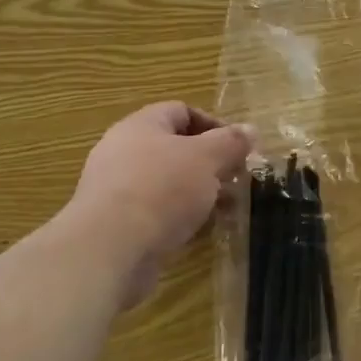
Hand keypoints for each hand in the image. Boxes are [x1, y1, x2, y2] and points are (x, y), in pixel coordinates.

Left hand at [68, 102, 252, 306]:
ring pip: (167, 182)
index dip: (214, 125)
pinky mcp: (116, 224)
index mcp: (141, 126)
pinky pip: (155, 211)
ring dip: (198, 193)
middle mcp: (124, 151)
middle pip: (174, 148)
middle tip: (236, 180)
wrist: (109, 250)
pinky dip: (179, 217)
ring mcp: (117, 189)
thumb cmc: (162, 190)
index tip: (239, 148)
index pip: (181, 111)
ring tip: (225, 209)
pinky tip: (199, 231)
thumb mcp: (206, 159)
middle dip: (210, 163)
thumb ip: (231, 142)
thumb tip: (250, 129)